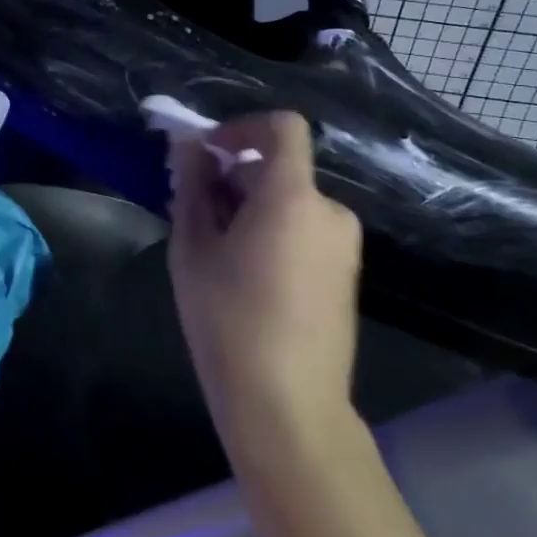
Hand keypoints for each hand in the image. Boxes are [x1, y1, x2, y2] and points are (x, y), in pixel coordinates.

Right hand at [167, 111, 362, 468]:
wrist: (288, 409)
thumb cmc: (228, 322)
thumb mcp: (193, 249)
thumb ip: (192, 186)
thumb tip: (189, 144)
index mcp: (292, 197)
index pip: (283, 127)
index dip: (243, 127)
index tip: (209, 155)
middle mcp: (329, 211)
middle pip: (279, 169)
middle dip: (235, 178)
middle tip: (196, 215)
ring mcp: (345, 245)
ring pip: (290, 202)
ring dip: (252, 209)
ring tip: (217, 253)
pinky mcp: (347, 274)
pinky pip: (306, 230)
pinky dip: (275, 232)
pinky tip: (248, 277)